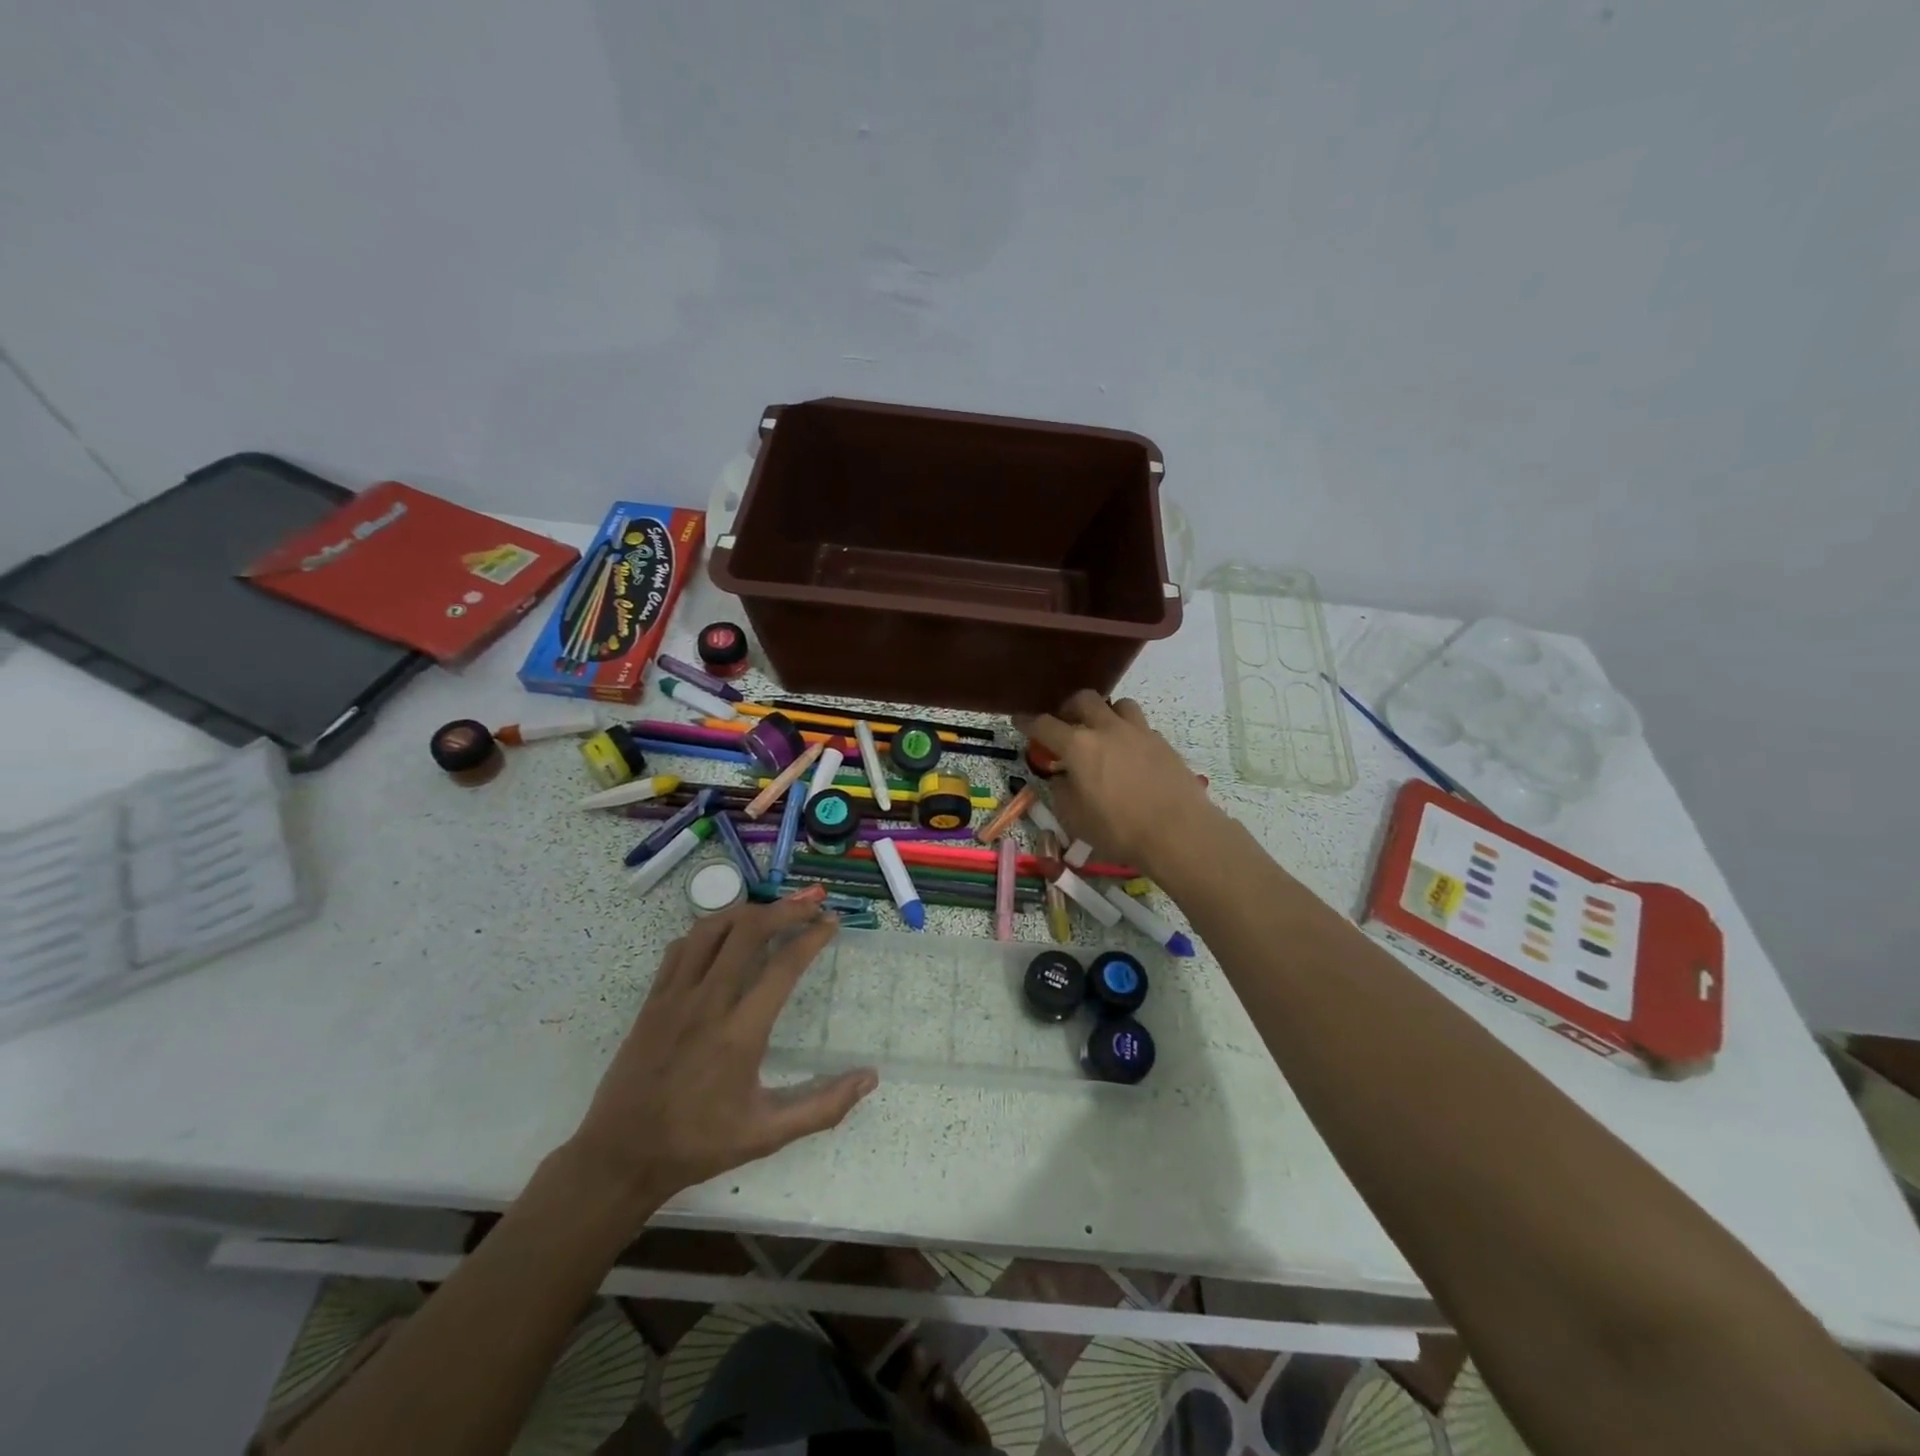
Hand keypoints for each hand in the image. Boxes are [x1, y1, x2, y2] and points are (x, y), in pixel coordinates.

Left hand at [564, 887, 876, 1211]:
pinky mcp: (653, 999)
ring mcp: (675, 997)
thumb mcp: (768, 1134)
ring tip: (772, 912)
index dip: (812, 936)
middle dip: (785, 909)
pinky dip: (709, 930)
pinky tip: (724, 938)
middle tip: (810, 906)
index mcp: (740, 1033)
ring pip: (711, 929)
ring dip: (746, 912)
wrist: (621, 1156)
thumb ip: (823, 1107)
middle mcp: (708, 1003)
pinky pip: (682, 946)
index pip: (783, 966)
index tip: (832, 922)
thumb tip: (870, 1078)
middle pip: (748, 930)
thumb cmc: (700, 1143)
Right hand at [1015, 691, 1214, 874]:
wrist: (1179, 832)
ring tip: (1103, 733)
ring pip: (1118, 704)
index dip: (1028, 722)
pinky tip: (1130, 755)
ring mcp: (1139, 732)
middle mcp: (1107, 729)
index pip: (1045, 725)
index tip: (1020, 721)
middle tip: (1065, 724)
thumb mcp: (1075, 819)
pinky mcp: (1163, 742)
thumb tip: (1062, 778)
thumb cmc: (1119, 830)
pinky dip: (1129, 733)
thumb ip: (1062, 792)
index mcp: (1078, 747)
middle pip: (1083, 699)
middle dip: (1069, 708)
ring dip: (1105, 713)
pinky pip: (1140, 726)